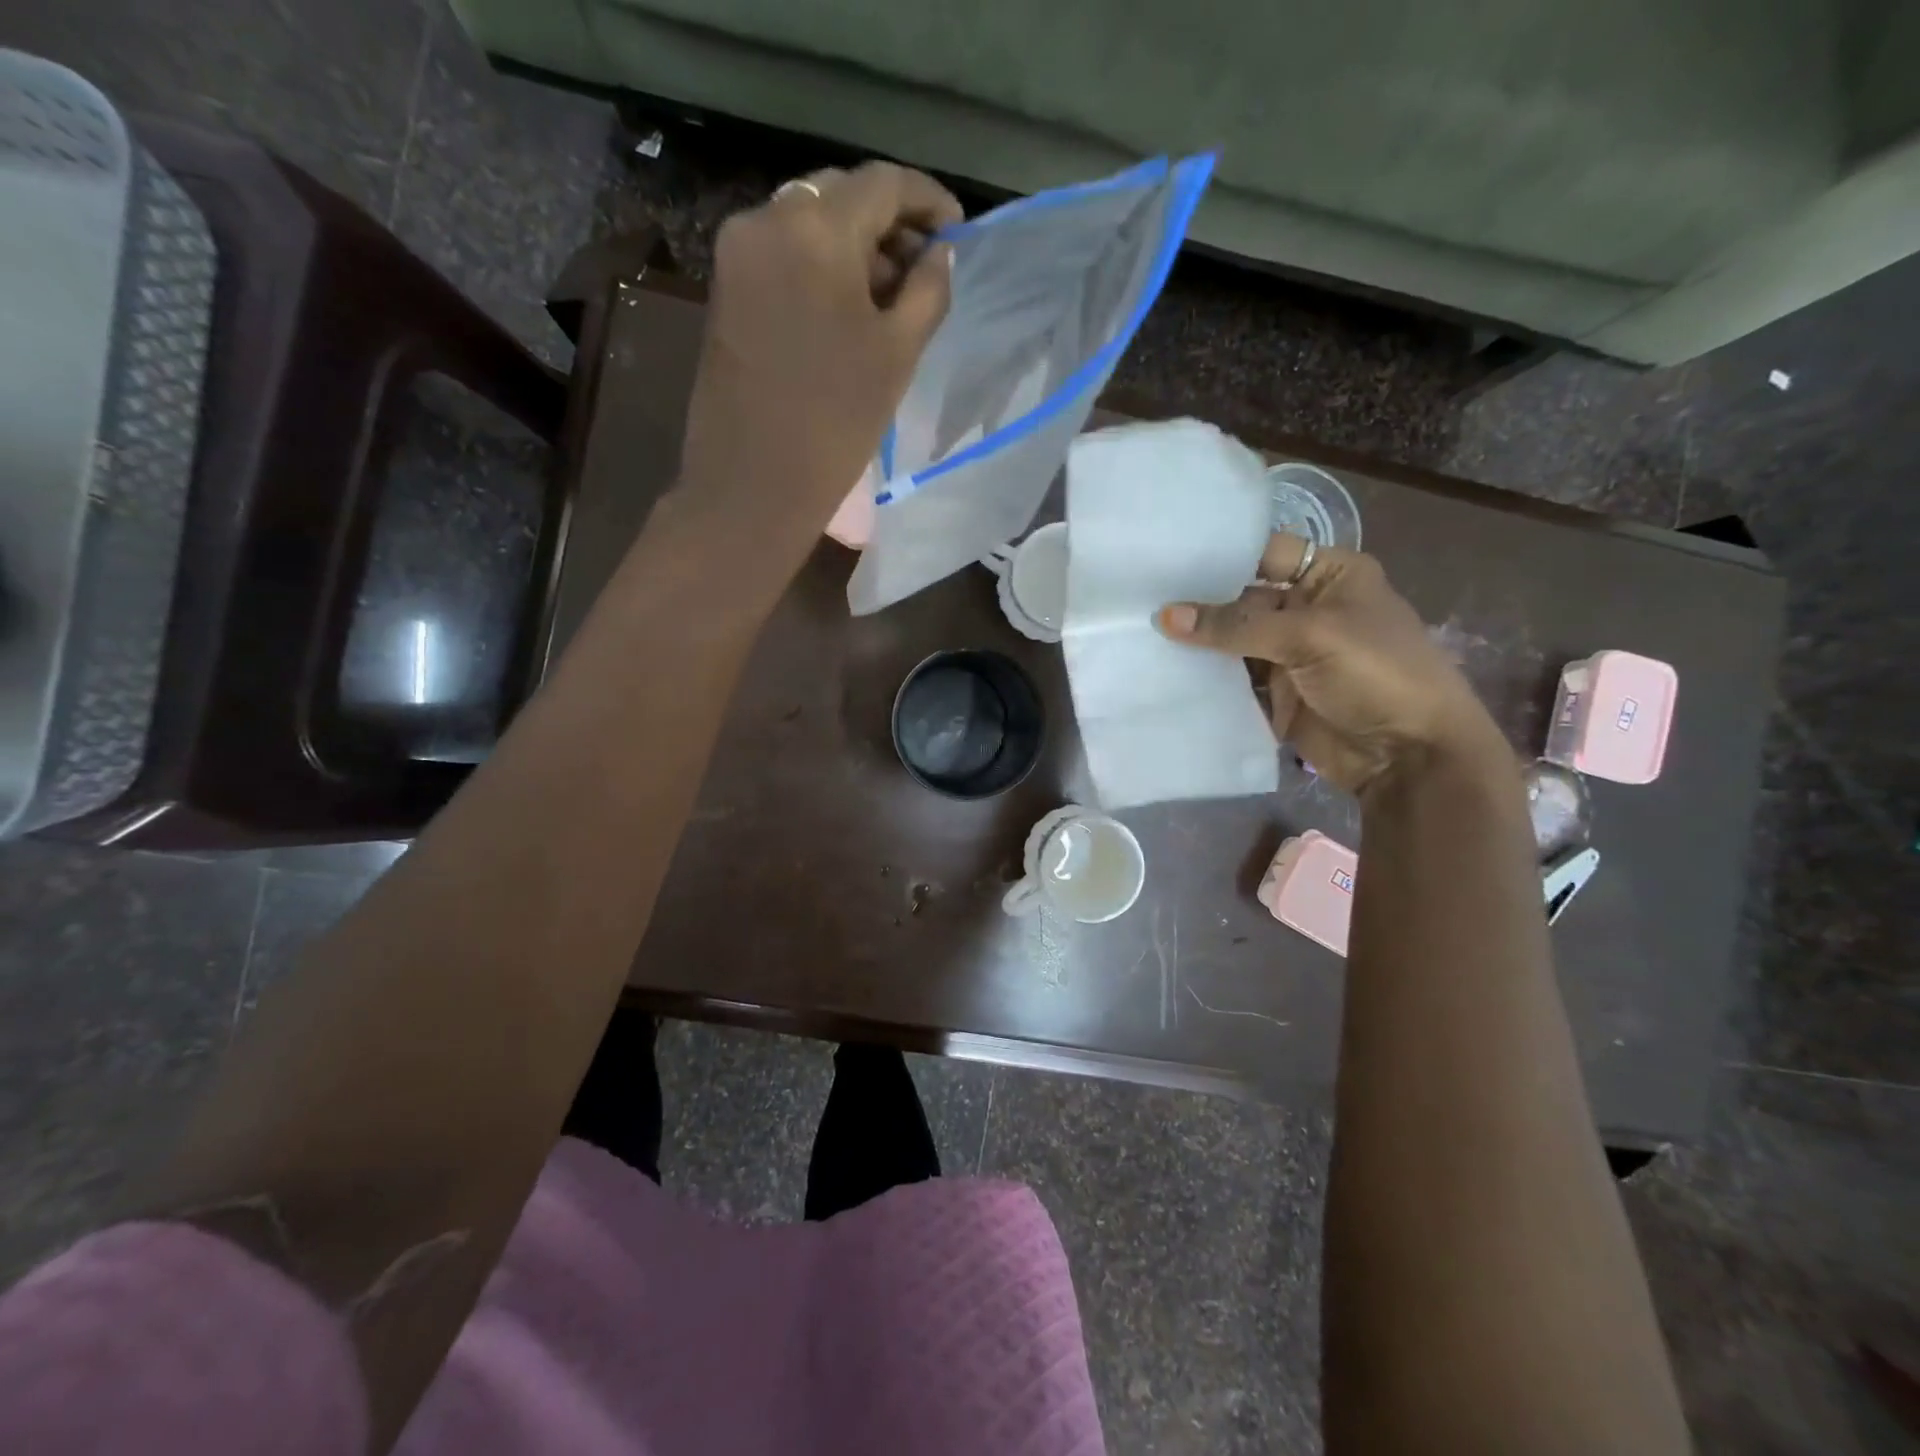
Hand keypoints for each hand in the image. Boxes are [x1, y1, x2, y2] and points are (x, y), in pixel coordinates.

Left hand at [679, 162, 962, 539]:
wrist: (753, 482)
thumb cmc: (836, 422)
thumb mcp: (898, 354)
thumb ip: (928, 290)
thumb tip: (940, 252)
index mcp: (816, 228)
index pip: (883, 183)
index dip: (928, 200)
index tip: (957, 230)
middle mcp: (768, 218)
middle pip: (841, 195)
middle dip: (888, 223)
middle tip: (925, 268)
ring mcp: (738, 250)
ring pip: (809, 221)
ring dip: (854, 245)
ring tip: (890, 295)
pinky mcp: (725, 285)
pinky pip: (782, 251)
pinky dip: (819, 264)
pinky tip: (846, 306)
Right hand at [1157, 535, 1507, 799]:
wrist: (1410, 756)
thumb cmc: (1377, 675)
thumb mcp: (1311, 636)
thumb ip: (1237, 626)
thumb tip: (1165, 616)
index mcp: (1329, 576)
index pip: (1262, 552)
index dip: (1217, 555)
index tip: (1161, 558)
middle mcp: (1306, 609)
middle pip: (1240, 599)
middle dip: (1196, 603)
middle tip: (1136, 600)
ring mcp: (1289, 654)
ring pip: (1231, 642)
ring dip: (1195, 644)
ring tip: (1138, 634)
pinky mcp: (1275, 694)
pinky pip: (1232, 680)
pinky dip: (1204, 679)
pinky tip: (1160, 671)